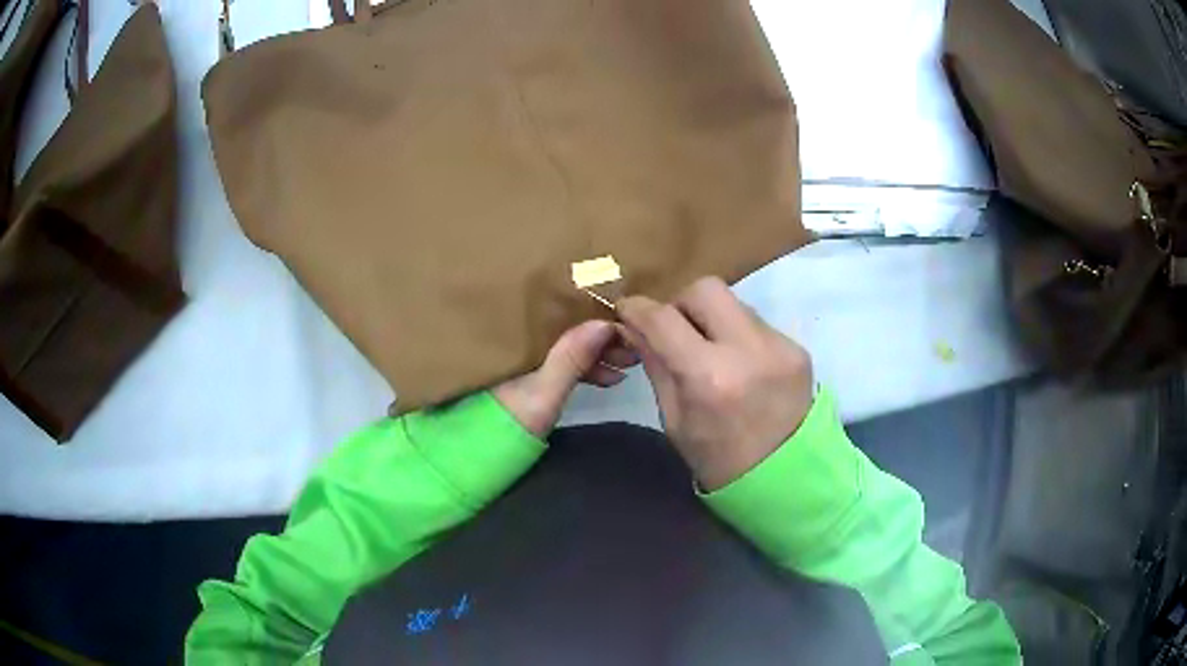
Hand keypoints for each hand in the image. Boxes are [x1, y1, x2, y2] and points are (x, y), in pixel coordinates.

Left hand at [493, 321, 637, 437]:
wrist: (484, 456)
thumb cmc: (508, 422)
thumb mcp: (544, 390)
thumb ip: (571, 358)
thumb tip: (605, 323)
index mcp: (518, 336)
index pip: (561, 314)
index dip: (592, 315)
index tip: (623, 321)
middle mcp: (523, 342)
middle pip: (568, 329)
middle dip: (601, 336)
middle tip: (633, 345)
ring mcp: (529, 361)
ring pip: (571, 348)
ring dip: (600, 354)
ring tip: (629, 363)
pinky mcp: (535, 380)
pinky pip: (568, 366)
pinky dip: (589, 370)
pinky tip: (612, 379)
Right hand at [618, 277, 813, 490]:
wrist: (787, 479)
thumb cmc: (719, 461)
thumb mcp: (676, 420)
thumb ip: (657, 365)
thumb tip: (636, 327)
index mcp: (709, 378)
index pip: (663, 318)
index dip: (638, 309)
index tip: (627, 310)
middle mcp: (748, 350)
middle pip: (705, 289)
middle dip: (680, 303)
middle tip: (675, 330)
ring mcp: (779, 345)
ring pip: (734, 302)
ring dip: (711, 318)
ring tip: (709, 348)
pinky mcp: (798, 348)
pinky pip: (756, 323)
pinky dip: (738, 334)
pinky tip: (739, 363)